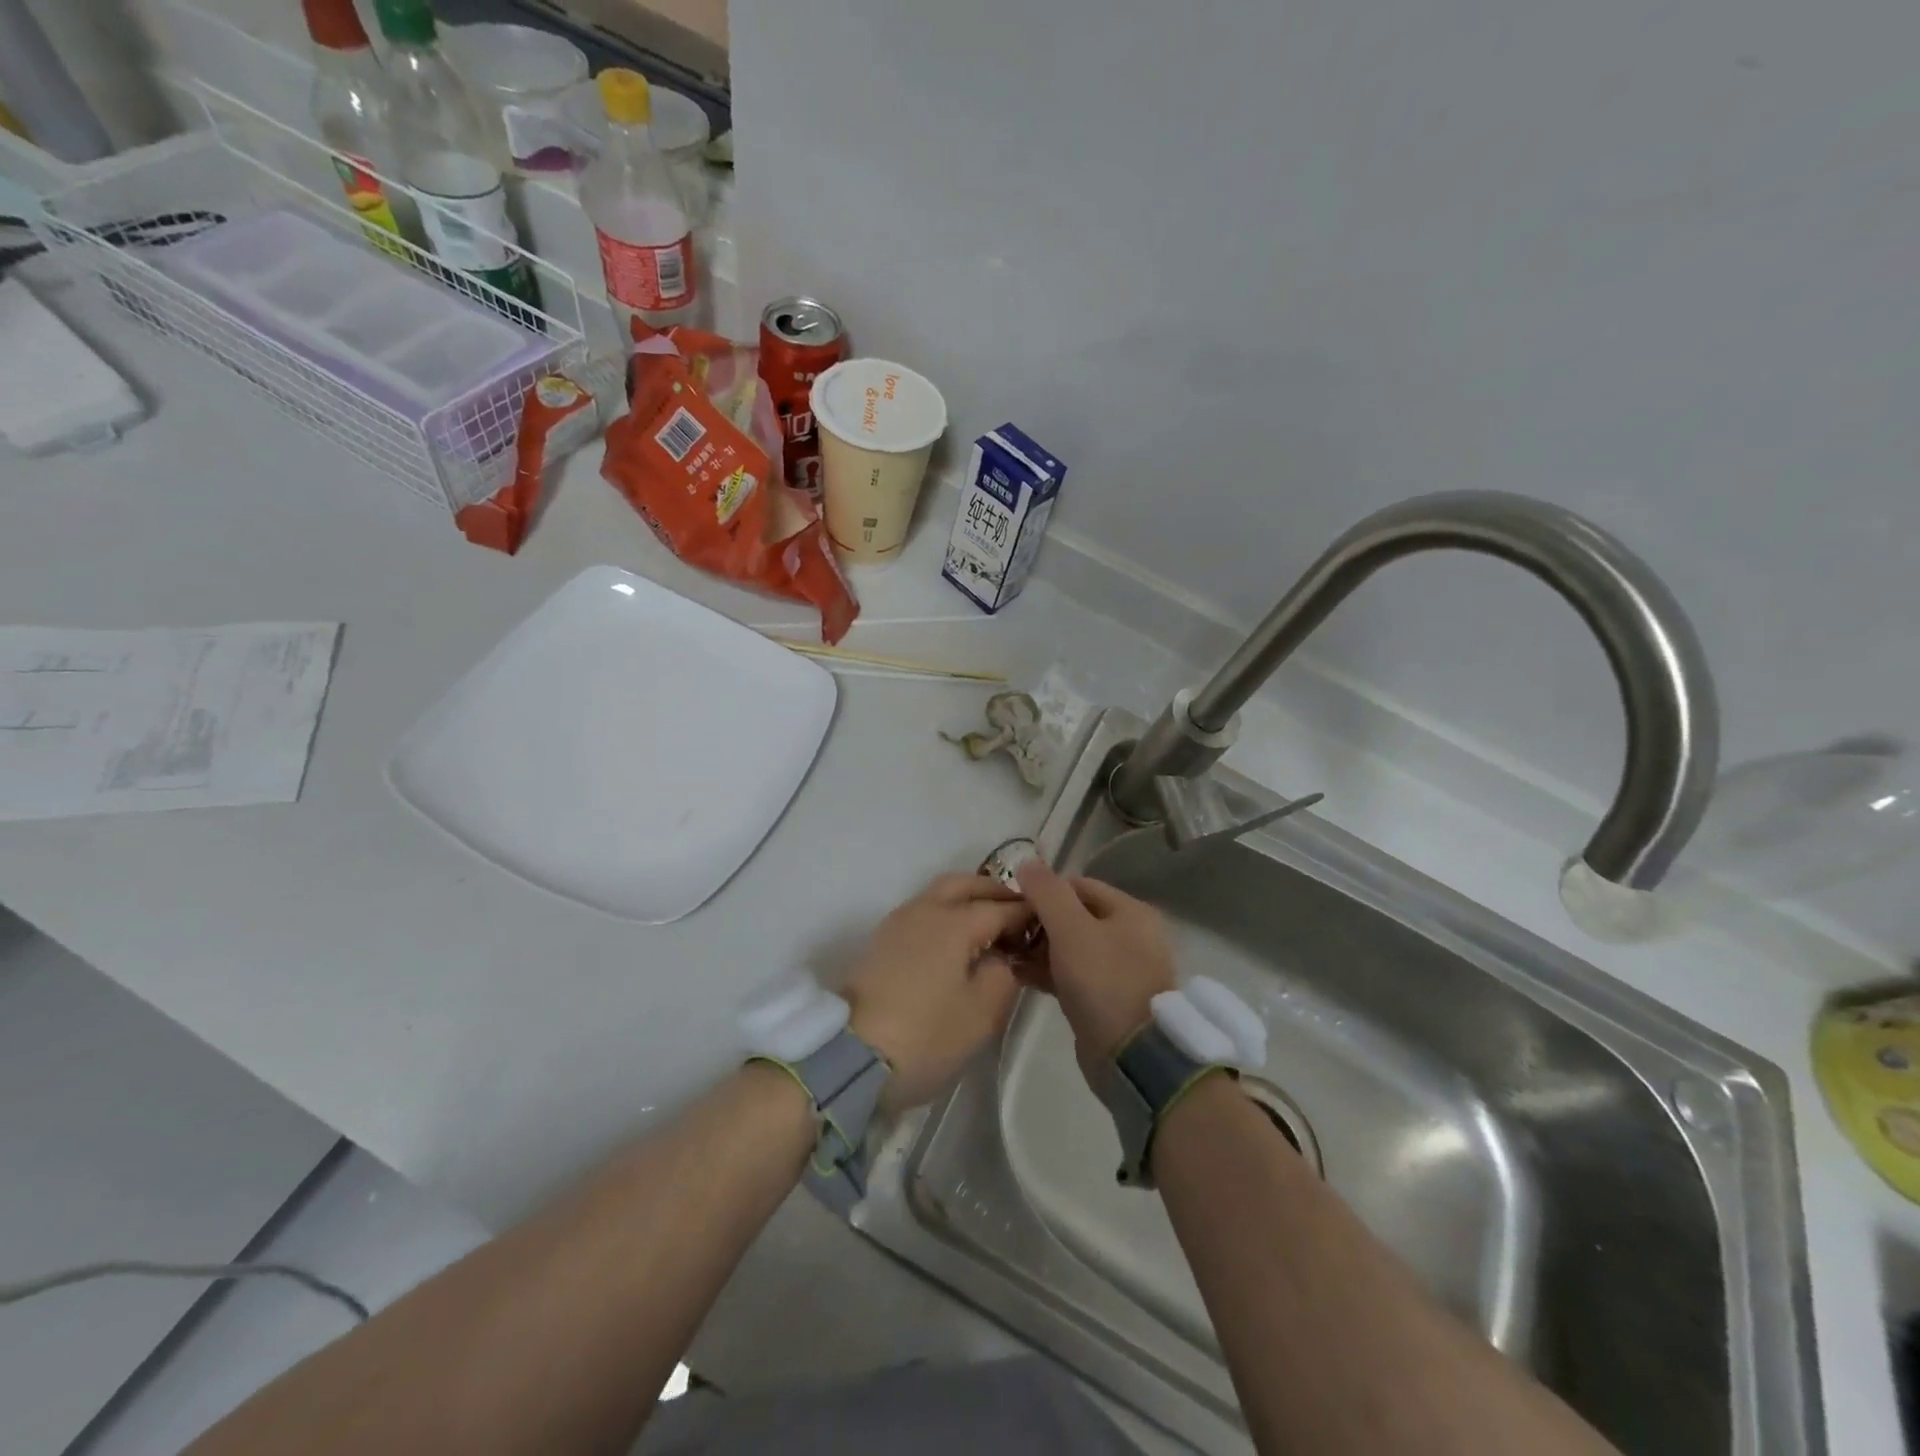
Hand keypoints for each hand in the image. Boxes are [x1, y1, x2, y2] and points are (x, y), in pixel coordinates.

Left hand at [844, 874, 1033, 1110]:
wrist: (851, 1057)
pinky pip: (924, 910)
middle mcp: (925, 909)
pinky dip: (947, 912)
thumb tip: (1004, 956)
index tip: (1048, 922)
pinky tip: (958, 941)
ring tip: (991, 926)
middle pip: (966, 884)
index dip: (1027, 913)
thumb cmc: (925, 1036)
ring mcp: (899, 922)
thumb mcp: (981, 1014)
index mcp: (954, 922)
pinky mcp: (883, 940)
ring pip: (940, 893)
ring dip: (969, 898)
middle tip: (1019, 913)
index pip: (1000, 907)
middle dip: (995, 892)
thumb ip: (1004, 975)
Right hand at [1014, 861, 1176, 1078]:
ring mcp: (1120, 969)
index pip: (1079, 885)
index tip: (1013, 903)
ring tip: (1007, 954)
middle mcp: (1130, 935)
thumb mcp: (1071, 929)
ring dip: (1039, 948)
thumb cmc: (1104, 981)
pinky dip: (1048, 972)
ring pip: (1071, 947)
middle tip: (1006, 932)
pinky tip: (1019, 975)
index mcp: (1130, 911)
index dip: (1044, 891)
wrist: (1132, 1056)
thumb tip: (1027, 861)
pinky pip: (1072, 974)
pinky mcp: (1106, 999)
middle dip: (1039, 922)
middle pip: (1074, 916)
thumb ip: (1047, 892)